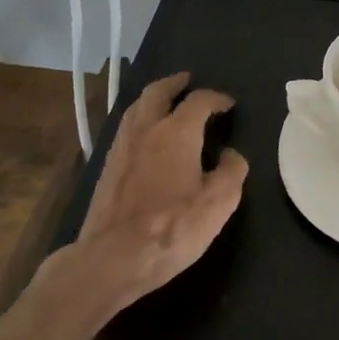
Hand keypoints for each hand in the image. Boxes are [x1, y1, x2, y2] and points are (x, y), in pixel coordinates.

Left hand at [46, 73, 248, 319]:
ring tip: (166, 102)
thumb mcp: (219, 203)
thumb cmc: (172, 228)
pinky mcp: (107, 167)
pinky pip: (126, 128)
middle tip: (187, 81)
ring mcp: (121, 147)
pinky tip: (146, 135)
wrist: (112, 258)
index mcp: (177, 132)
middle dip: (175, 83)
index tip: (228, 104)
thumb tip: (230, 154)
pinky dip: (140, 119)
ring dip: (153, 98)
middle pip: (158, 92)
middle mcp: (146, 129)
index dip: (216, 98)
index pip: (199, 101)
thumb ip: (231, 171)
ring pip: (136, 108)